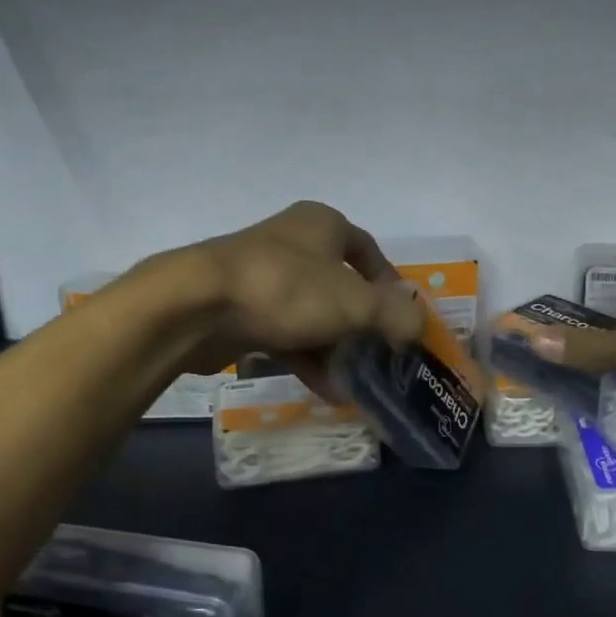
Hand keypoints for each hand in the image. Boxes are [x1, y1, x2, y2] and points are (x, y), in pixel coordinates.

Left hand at [171, 201, 425, 381]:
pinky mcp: (240, 309)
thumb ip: (395, 315)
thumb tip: (419, 327)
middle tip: (382, 356)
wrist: (196, 305)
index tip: (402, 318)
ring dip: (337, 350)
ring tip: (358, 383)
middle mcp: (293, 244)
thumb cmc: (286, 289)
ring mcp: (263, 278)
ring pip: (313, 315)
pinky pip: (285, 335)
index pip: (368, 250)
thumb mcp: (355, 303)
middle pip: (341, 286)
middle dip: (363, 325)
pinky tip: (327, 391)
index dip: (390, 284)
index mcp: (322, 225)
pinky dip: (308, 360)